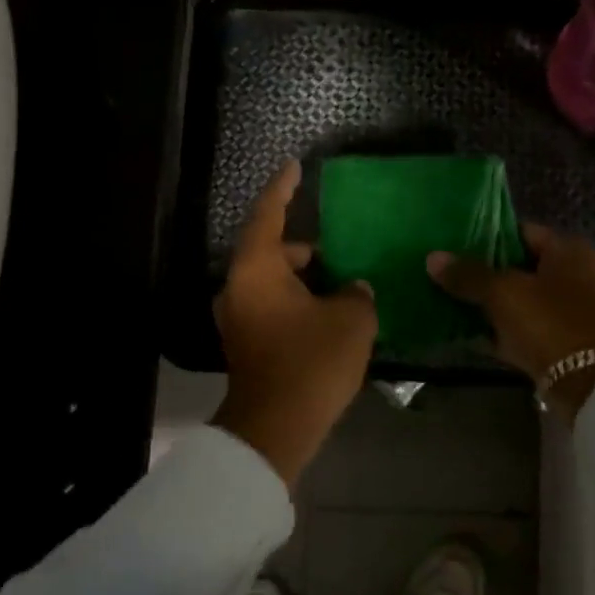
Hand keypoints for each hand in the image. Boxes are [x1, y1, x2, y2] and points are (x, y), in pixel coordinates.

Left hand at [211, 159, 377, 487]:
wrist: (276, 427)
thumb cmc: (312, 362)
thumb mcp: (352, 319)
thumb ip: (357, 293)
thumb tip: (353, 289)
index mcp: (256, 270)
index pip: (268, 214)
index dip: (283, 188)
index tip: (294, 167)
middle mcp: (238, 288)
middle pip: (269, 252)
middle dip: (303, 248)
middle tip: (336, 250)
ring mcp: (238, 319)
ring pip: (271, 283)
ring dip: (302, 280)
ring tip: (340, 285)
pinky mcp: (245, 344)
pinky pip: (272, 307)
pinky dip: (296, 303)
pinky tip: (327, 314)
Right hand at [427, 223, 594, 420]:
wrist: (589, 382)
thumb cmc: (549, 322)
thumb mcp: (503, 293)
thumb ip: (468, 275)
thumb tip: (432, 257)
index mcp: (569, 250)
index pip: (521, 231)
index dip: (486, 237)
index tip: (453, 246)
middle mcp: (576, 274)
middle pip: (520, 267)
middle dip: (484, 273)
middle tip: (446, 276)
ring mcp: (571, 310)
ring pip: (520, 300)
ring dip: (490, 304)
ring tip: (450, 302)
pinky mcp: (563, 341)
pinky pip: (524, 328)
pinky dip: (501, 330)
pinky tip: (468, 334)